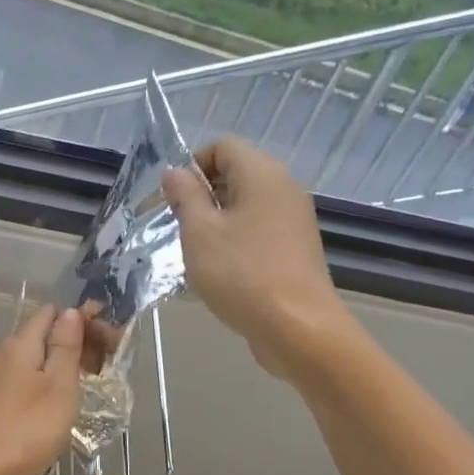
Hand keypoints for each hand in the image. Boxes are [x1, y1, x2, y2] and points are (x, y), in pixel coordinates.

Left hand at [0, 305, 83, 474]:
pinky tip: (39, 409)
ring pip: (23, 360)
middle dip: (66, 344)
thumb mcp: (59, 388)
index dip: (78, 320)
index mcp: (20, 344)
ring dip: (48, 367)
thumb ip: (65, 347)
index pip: (50, 313)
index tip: (102, 342)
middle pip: (36, 335)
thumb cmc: (26, 431)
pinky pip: (10, 381)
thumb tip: (69, 311)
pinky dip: (30, 385)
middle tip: (94, 371)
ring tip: (72, 391)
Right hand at [162, 137, 348, 374]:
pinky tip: (222, 270)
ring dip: (216, 220)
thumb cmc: (242, 274)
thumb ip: (185, 196)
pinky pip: (259, 228)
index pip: (223, 145)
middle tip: (180, 226)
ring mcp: (294, 219)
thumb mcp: (199, 232)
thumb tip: (175, 172)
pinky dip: (236, 239)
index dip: (193, 164)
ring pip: (246, 203)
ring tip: (198, 252)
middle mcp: (284, 188)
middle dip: (202, 193)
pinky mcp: (296, 248)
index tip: (174, 199)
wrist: (299, 329)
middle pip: (236, 172)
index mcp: (262, 174)